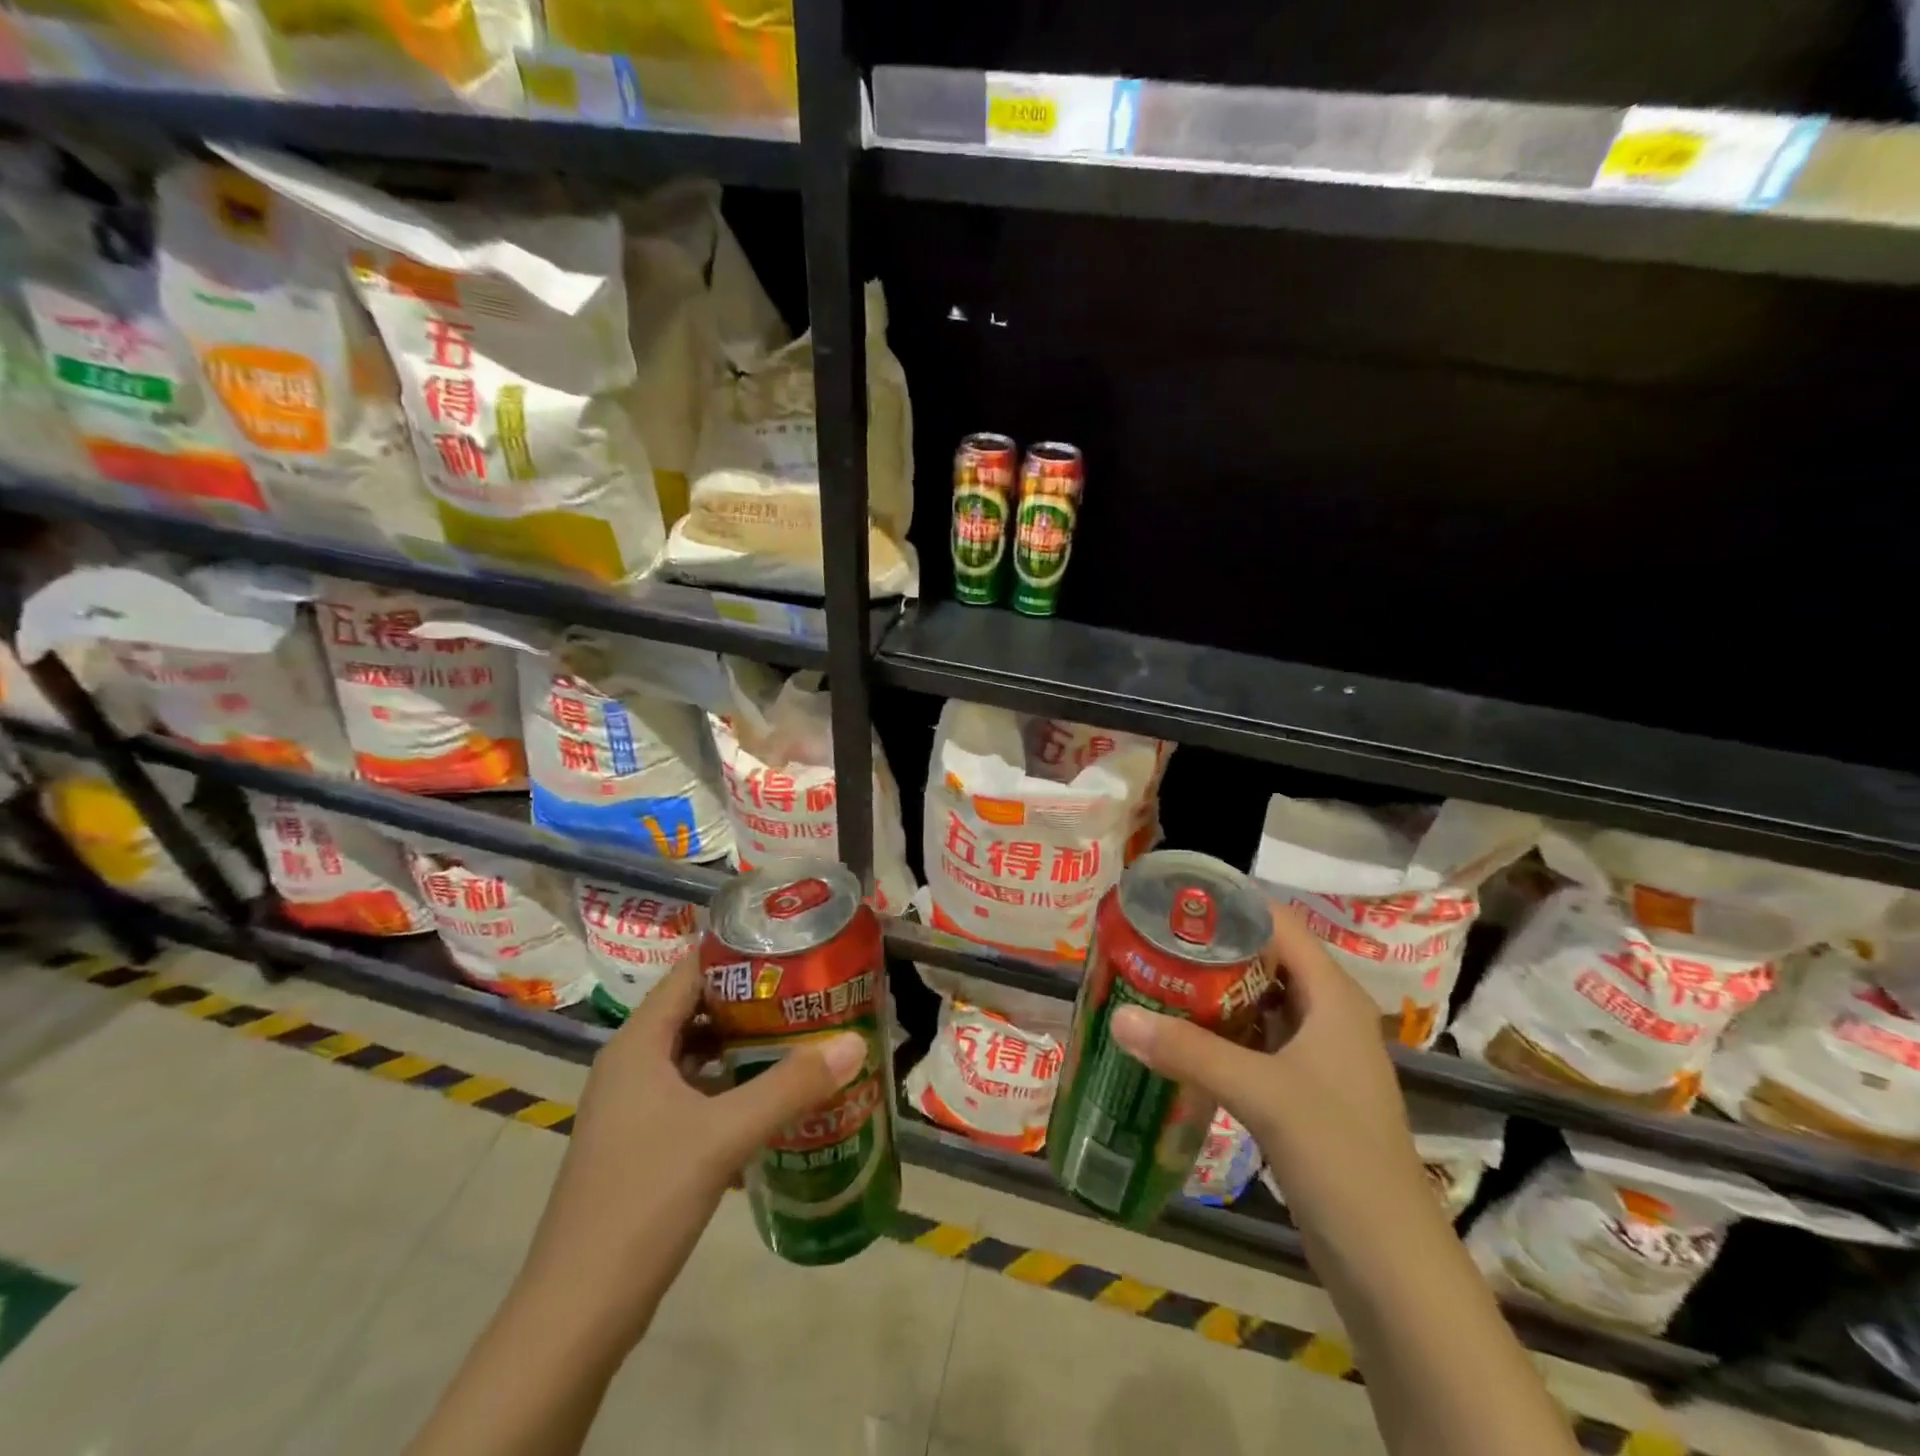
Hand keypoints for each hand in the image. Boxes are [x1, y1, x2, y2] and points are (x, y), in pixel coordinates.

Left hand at [514, 955, 866, 1348]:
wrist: (577, 1314)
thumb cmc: (644, 1201)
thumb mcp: (723, 1136)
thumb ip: (790, 1086)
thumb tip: (855, 1043)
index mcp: (638, 1044)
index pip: (690, 971)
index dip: (738, 953)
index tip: (792, 947)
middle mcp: (632, 1065)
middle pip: (696, 1009)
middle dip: (751, 1000)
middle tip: (808, 991)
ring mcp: (633, 1107)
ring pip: (696, 1054)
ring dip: (743, 1045)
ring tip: (800, 1035)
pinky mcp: (642, 1144)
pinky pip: (693, 1094)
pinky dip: (730, 1086)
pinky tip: (772, 1098)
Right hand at [1109, 902, 1428, 1223]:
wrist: (1389, 1262)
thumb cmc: (1340, 1157)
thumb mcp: (1263, 1094)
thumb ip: (1190, 1051)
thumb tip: (1120, 1017)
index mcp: (1331, 995)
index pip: (1278, 923)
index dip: (1229, 904)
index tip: (1173, 899)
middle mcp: (1325, 1014)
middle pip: (1262, 959)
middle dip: (1208, 947)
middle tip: (1150, 939)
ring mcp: (1315, 1054)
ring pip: (1255, 1001)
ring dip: (1209, 990)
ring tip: (1153, 976)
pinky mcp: (1301, 1090)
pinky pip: (1252, 1041)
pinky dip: (1217, 1031)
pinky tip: (1176, 1035)